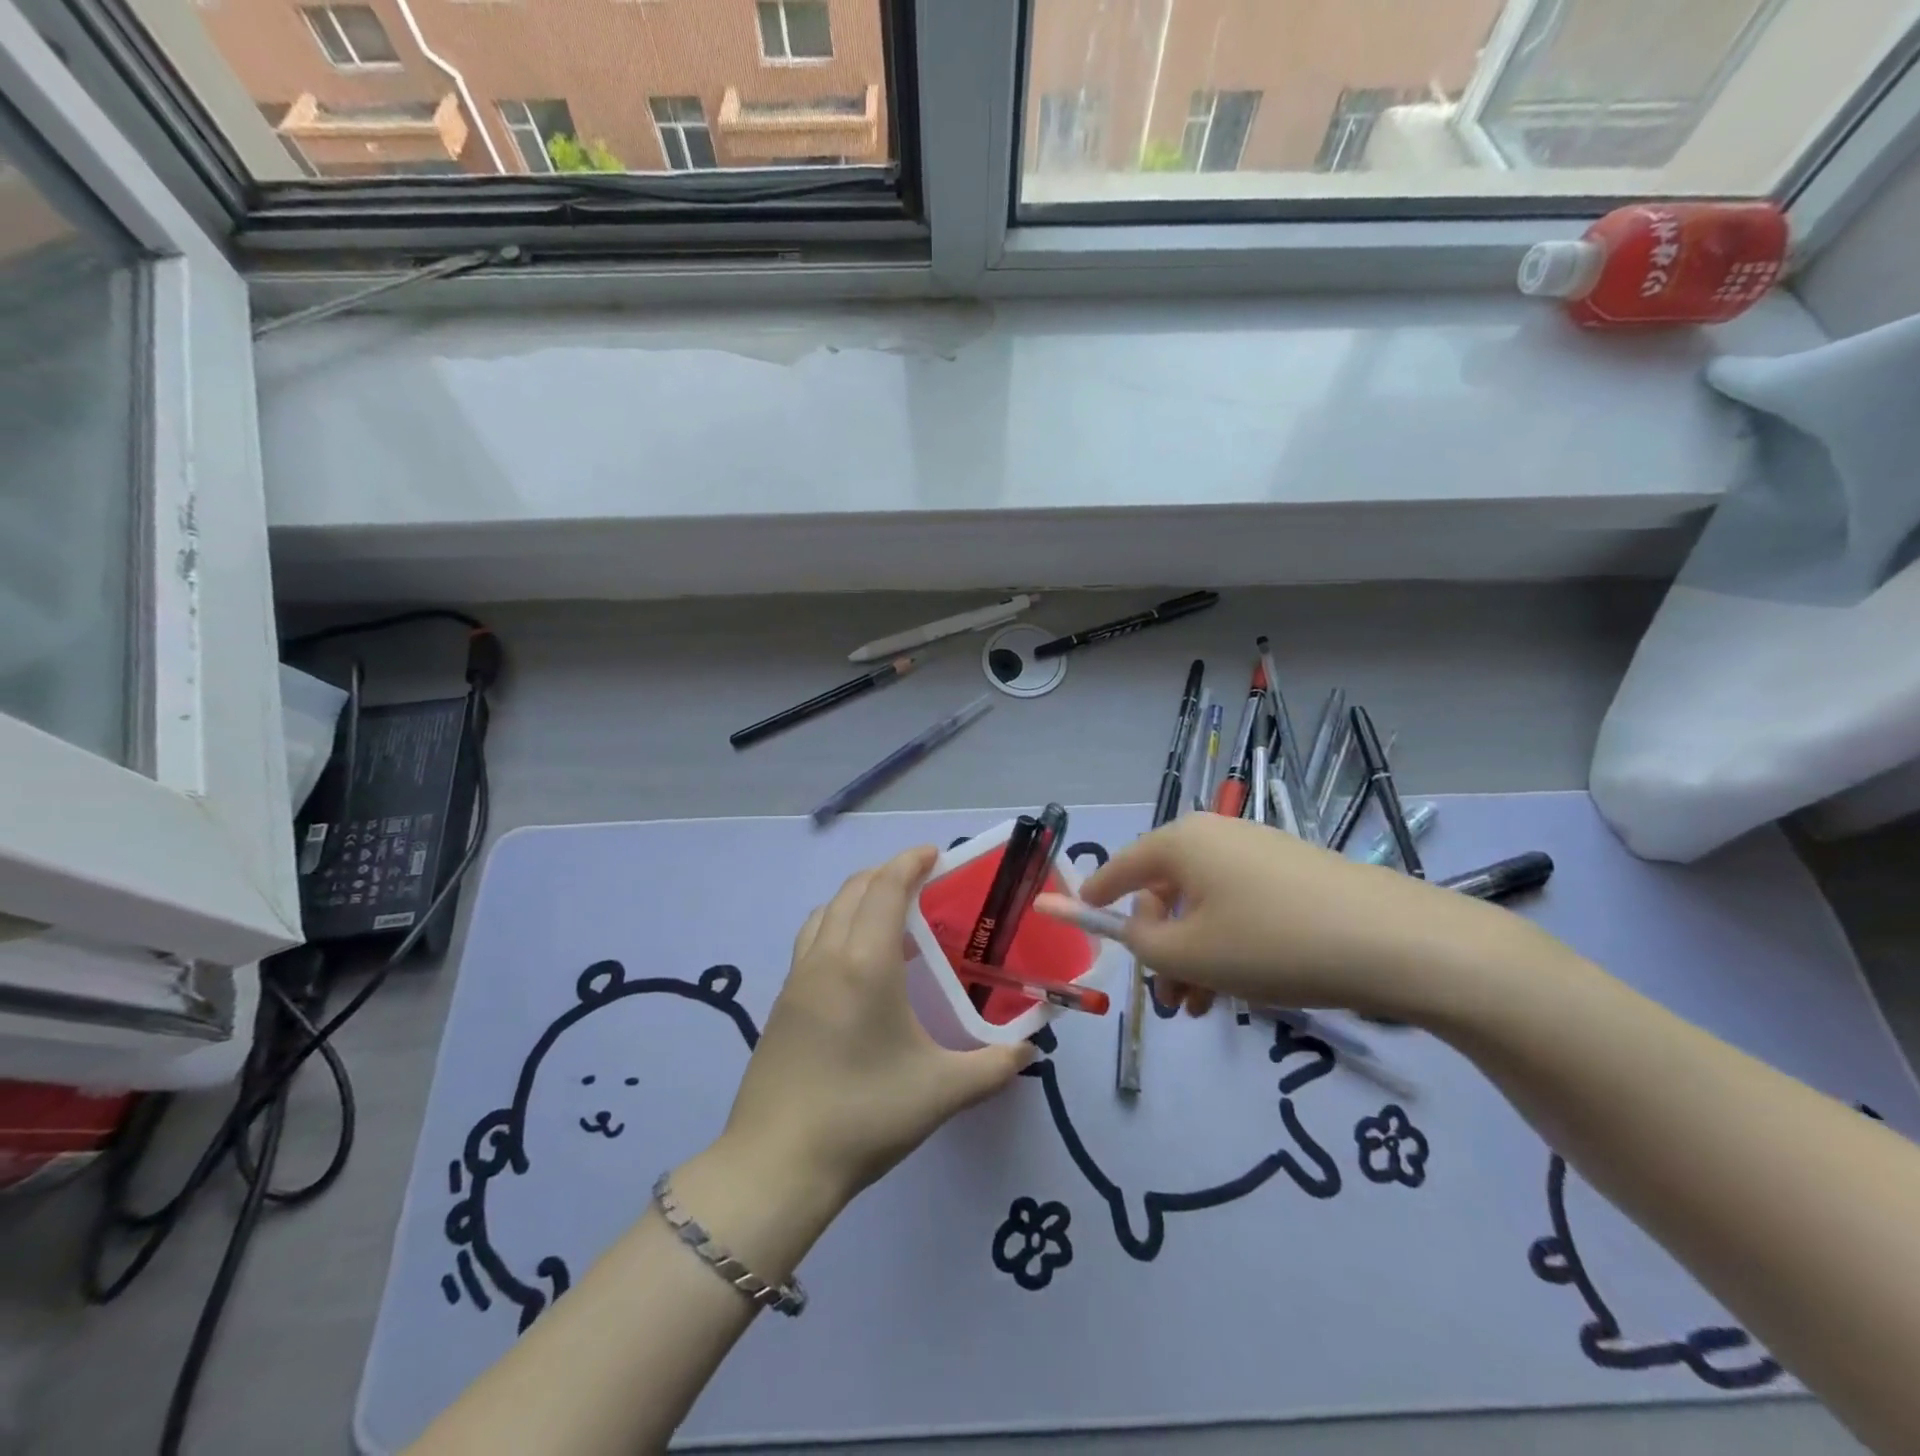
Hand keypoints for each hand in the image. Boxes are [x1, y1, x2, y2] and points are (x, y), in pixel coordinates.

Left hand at [718, 846, 1035, 1214]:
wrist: (777, 1164)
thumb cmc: (865, 1115)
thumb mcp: (941, 1091)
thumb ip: (994, 1066)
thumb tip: (1029, 1051)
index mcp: (865, 962)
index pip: (885, 888)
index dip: (909, 862)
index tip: (935, 853)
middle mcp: (827, 956)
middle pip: (853, 889)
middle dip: (887, 873)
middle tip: (921, 880)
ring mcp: (796, 978)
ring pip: (826, 911)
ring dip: (857, 895)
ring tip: (888, 912)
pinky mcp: (781, 1002)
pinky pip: (811, 939)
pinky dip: (836, 923)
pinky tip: (855, 961)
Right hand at [1076, 813, 1524, 1022]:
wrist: (1398, 942)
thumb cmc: (1273, 943)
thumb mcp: (1190, 953)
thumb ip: (1141, 941)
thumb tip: (1127, 926)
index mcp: (1182, 841)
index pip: (1120, 866)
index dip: (1095, 895)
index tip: (1075, 915)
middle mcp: (1217, 836)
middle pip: (1166, 890)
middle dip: (1159, 946)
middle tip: (1168, 999)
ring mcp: (1260, 852)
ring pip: (1206, 906)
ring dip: (1195, 956)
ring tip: (1206, 1008)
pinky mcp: (1296, 874)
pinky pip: (1242, 907)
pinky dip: (1230, 944)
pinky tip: (1247, 988)